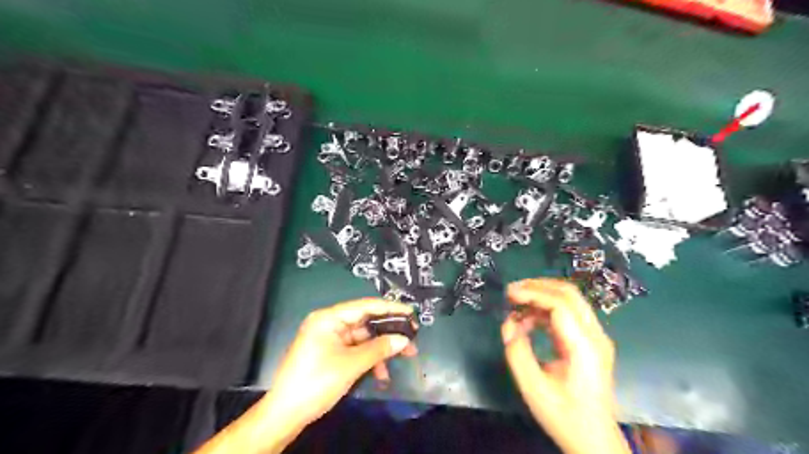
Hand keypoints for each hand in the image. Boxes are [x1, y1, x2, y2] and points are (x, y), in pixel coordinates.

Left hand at [264, 296, 416, 427]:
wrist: (285, 414)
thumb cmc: (317, 381)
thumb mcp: (351, 364)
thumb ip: (379, 349)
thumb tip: (403, 340)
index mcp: (329, 318)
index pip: (365, 306)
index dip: (390, 308)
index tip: (411, 312)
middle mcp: (329, 323)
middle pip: (365, 322)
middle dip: (388, 333)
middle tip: (411, 338)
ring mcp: (329, 339)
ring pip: (363, 338)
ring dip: (380, 350)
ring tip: (403, 357)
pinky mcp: (330, 353)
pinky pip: (355, 350)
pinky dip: (369, 359)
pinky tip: (381, 373)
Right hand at [500, 279, 631, 453]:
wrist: (594, 440)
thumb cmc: (565, 417)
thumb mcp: (533, 388)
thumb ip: (517, 353)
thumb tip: (509, 324)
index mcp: (585, 346)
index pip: (560, 304)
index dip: (533, 293)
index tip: (509, 294)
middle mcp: (595, 335)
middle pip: (569, 294)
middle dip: (538, 286)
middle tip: (511, 291)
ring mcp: (595, 337)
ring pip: (570, 300)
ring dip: (541, 297)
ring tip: (515, 305)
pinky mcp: (589, 342)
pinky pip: (568, 314)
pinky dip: (546, 310)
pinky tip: (528, 320)